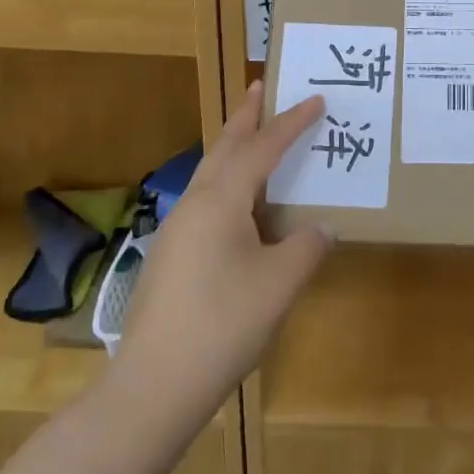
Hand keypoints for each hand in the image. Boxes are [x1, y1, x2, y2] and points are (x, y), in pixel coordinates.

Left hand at [111, 82, 334, 434]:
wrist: (153, 387)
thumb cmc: (223, 325)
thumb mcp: (280, 283)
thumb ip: (307, 246)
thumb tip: (321, 227)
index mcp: (221, 200)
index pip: (263, 148)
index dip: (291, 123)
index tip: (316, 100)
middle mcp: (194, 204)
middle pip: (224, 147)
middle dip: (245, 116)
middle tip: (259, 87)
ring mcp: (176, 230)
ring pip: (210, 173)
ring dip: (233, 148)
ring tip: (253, 136)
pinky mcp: (171, 256)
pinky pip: (205, 200)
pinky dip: (227, 182)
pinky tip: (239, 206)